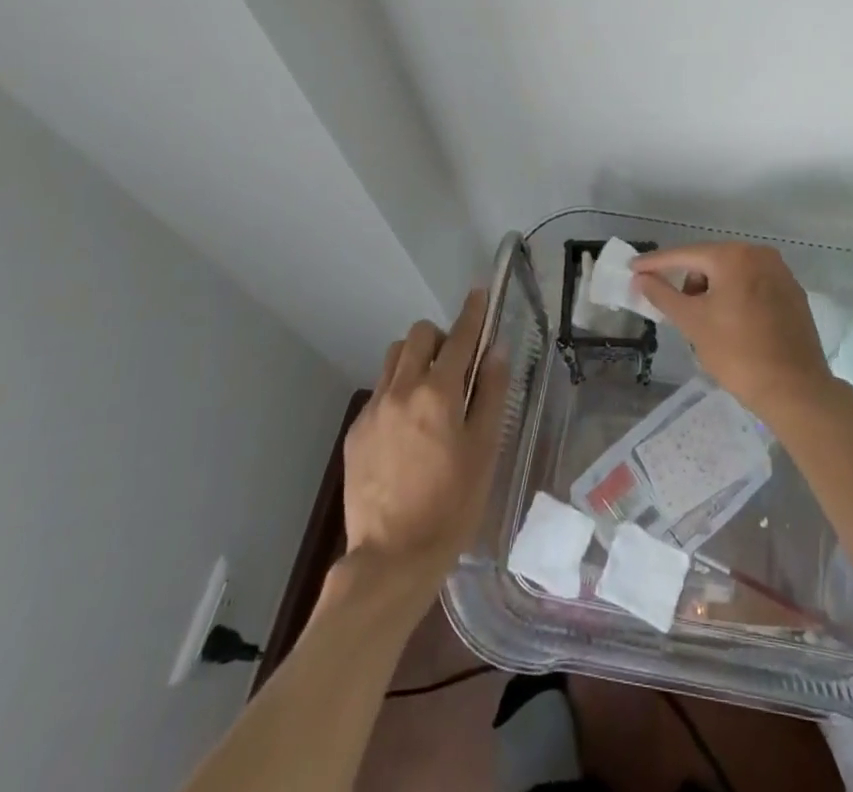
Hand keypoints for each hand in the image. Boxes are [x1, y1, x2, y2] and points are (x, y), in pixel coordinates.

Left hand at [342, 289, 508, 603]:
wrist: (392, 559)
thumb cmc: (452, 505)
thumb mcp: (485, 449)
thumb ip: (491, 393)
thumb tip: (495, 350)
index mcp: (438, 393)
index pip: (459, 337)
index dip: (472, 312)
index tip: (479, 293)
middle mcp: (401, 390)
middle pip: (418, 336)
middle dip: (440, 338)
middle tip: (456, 366)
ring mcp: (373, 409)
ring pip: (394, 358)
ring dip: (415, 360)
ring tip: (430, 393)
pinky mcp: (356, 431)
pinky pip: (379, 391)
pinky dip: (397, 391)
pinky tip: (408, 428)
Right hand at [630, 242, 844, 428]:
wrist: (796, 389)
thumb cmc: (738, 353)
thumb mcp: (692, 323)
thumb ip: (663, 295)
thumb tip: (641, 277)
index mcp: (734, 256)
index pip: (685, 255)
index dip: (656, 263)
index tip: (633, 268)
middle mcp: (760, 255)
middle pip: (711, 261)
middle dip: (690, 281)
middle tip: (677, 308)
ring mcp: (781, 273)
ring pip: (734, 274)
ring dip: (713, 290)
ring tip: (706, 323)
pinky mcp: (793, 294)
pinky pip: (754, 286)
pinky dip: (736, 297)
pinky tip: (732, 324)